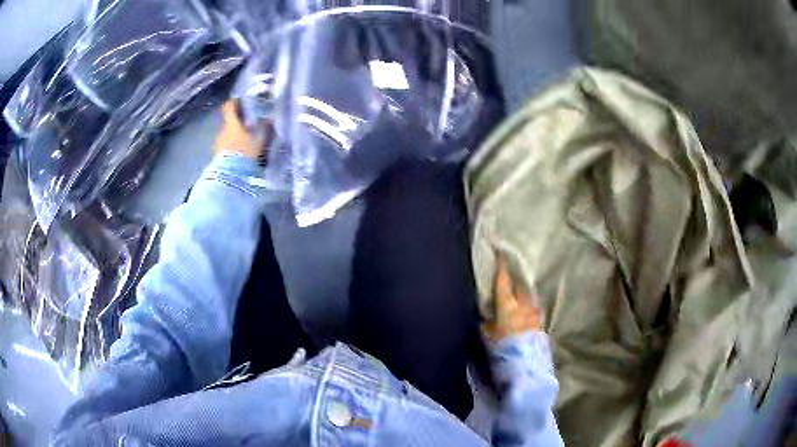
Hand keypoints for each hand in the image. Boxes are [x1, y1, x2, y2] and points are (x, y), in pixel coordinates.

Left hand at [214, 99, 270, 158]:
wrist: (231, 175)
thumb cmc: (245, 152)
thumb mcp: (259, 140)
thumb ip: (264, 128)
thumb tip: (269, 119)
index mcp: (232, 124)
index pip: (229, 107)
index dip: (234, 102)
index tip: (240, 101)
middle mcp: (222, 131)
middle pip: (228, 122)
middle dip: (237, 123)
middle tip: (248, 126)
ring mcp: (218, 144)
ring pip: (227, 135)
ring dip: (234, 136)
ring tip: (244, 142)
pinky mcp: (216, 156)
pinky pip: (225, 147)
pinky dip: (231, 147)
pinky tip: (239, 154)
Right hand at [483, 254, 543, 341]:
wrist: (525, 365)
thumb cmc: (502, 348)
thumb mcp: (487, 334)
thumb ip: (487, 320)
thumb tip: (487, 312)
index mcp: (508, 304)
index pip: (503, 280)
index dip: (500, 265)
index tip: (498, 250)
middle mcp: (523, 303)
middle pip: (519, 283)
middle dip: (513, 275)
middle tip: (508, 269)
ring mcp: (534, 311)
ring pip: (527, 293)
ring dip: (521, 289)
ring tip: (516, 287)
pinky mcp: (540, 320)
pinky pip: (532, 304)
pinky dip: (527, 301)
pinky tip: (523, 305)